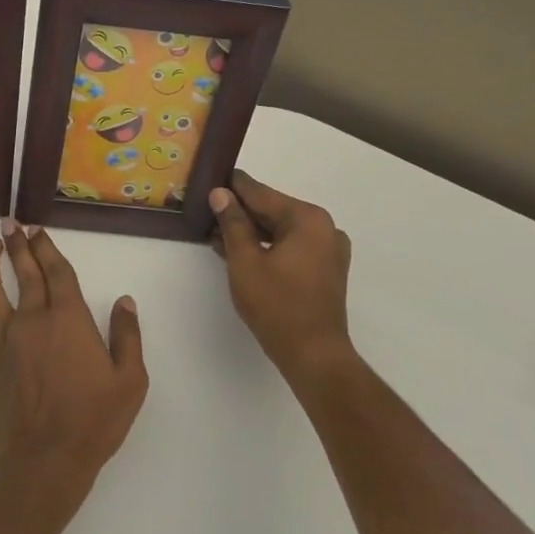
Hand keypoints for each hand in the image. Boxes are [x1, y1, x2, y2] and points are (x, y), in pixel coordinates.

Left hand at [0, 221, 147, 508]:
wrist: (46, 462)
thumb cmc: (94, 422)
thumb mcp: (130, 381)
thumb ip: (127, 336)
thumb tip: (124, 301)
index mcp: (69, 319)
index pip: (56, 270)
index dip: (46, 247)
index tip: (38, 230)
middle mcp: (32, 320)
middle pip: (23, 272)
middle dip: (17, 244)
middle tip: (11, 224)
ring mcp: (2, 341)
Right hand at [209, 170, 355, 385]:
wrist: (313, 355)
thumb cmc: (277, 305)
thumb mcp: (245, 261)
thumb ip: (233, 223)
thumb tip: (220, 194)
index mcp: (307, 219)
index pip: (261, 193)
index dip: (232, 187)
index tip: (209, 178)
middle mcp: (324, 227)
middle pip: (273, 211)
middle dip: (240, 212)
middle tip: (206, 209)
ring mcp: (328, 250)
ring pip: (280, 231)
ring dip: (250, 232)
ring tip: (216, 233)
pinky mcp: (325, 270)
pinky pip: (290, 247)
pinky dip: (267, 247)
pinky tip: (238, 251)